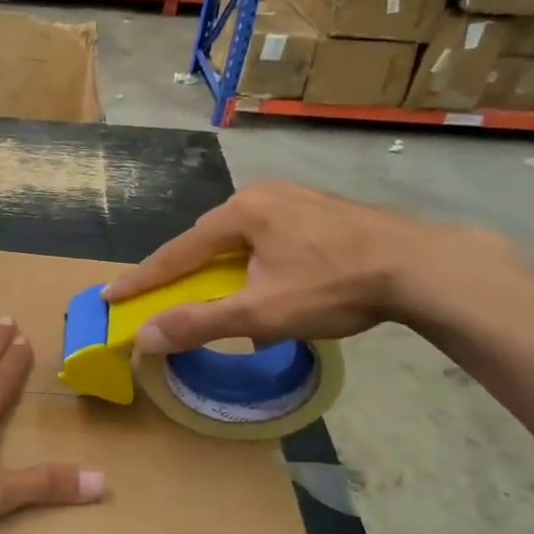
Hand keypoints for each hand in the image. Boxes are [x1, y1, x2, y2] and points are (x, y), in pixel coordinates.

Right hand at [102, 182, 495, 352]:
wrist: (424, 267)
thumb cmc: (335, 286)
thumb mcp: (261, 312)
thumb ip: (199, 323)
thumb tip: (144, 338)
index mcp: (240, 213)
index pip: (176, 252)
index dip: (141, 279)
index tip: (109, 295)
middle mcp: (262, 195)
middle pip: (206, 240)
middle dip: (182, 270)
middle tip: (159, 294)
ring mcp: (295, 198)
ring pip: (239, 237)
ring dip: (219, 265)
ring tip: (209, 288)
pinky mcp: (321, 209)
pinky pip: (267, 235)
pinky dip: (250, 259)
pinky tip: (261, 274)